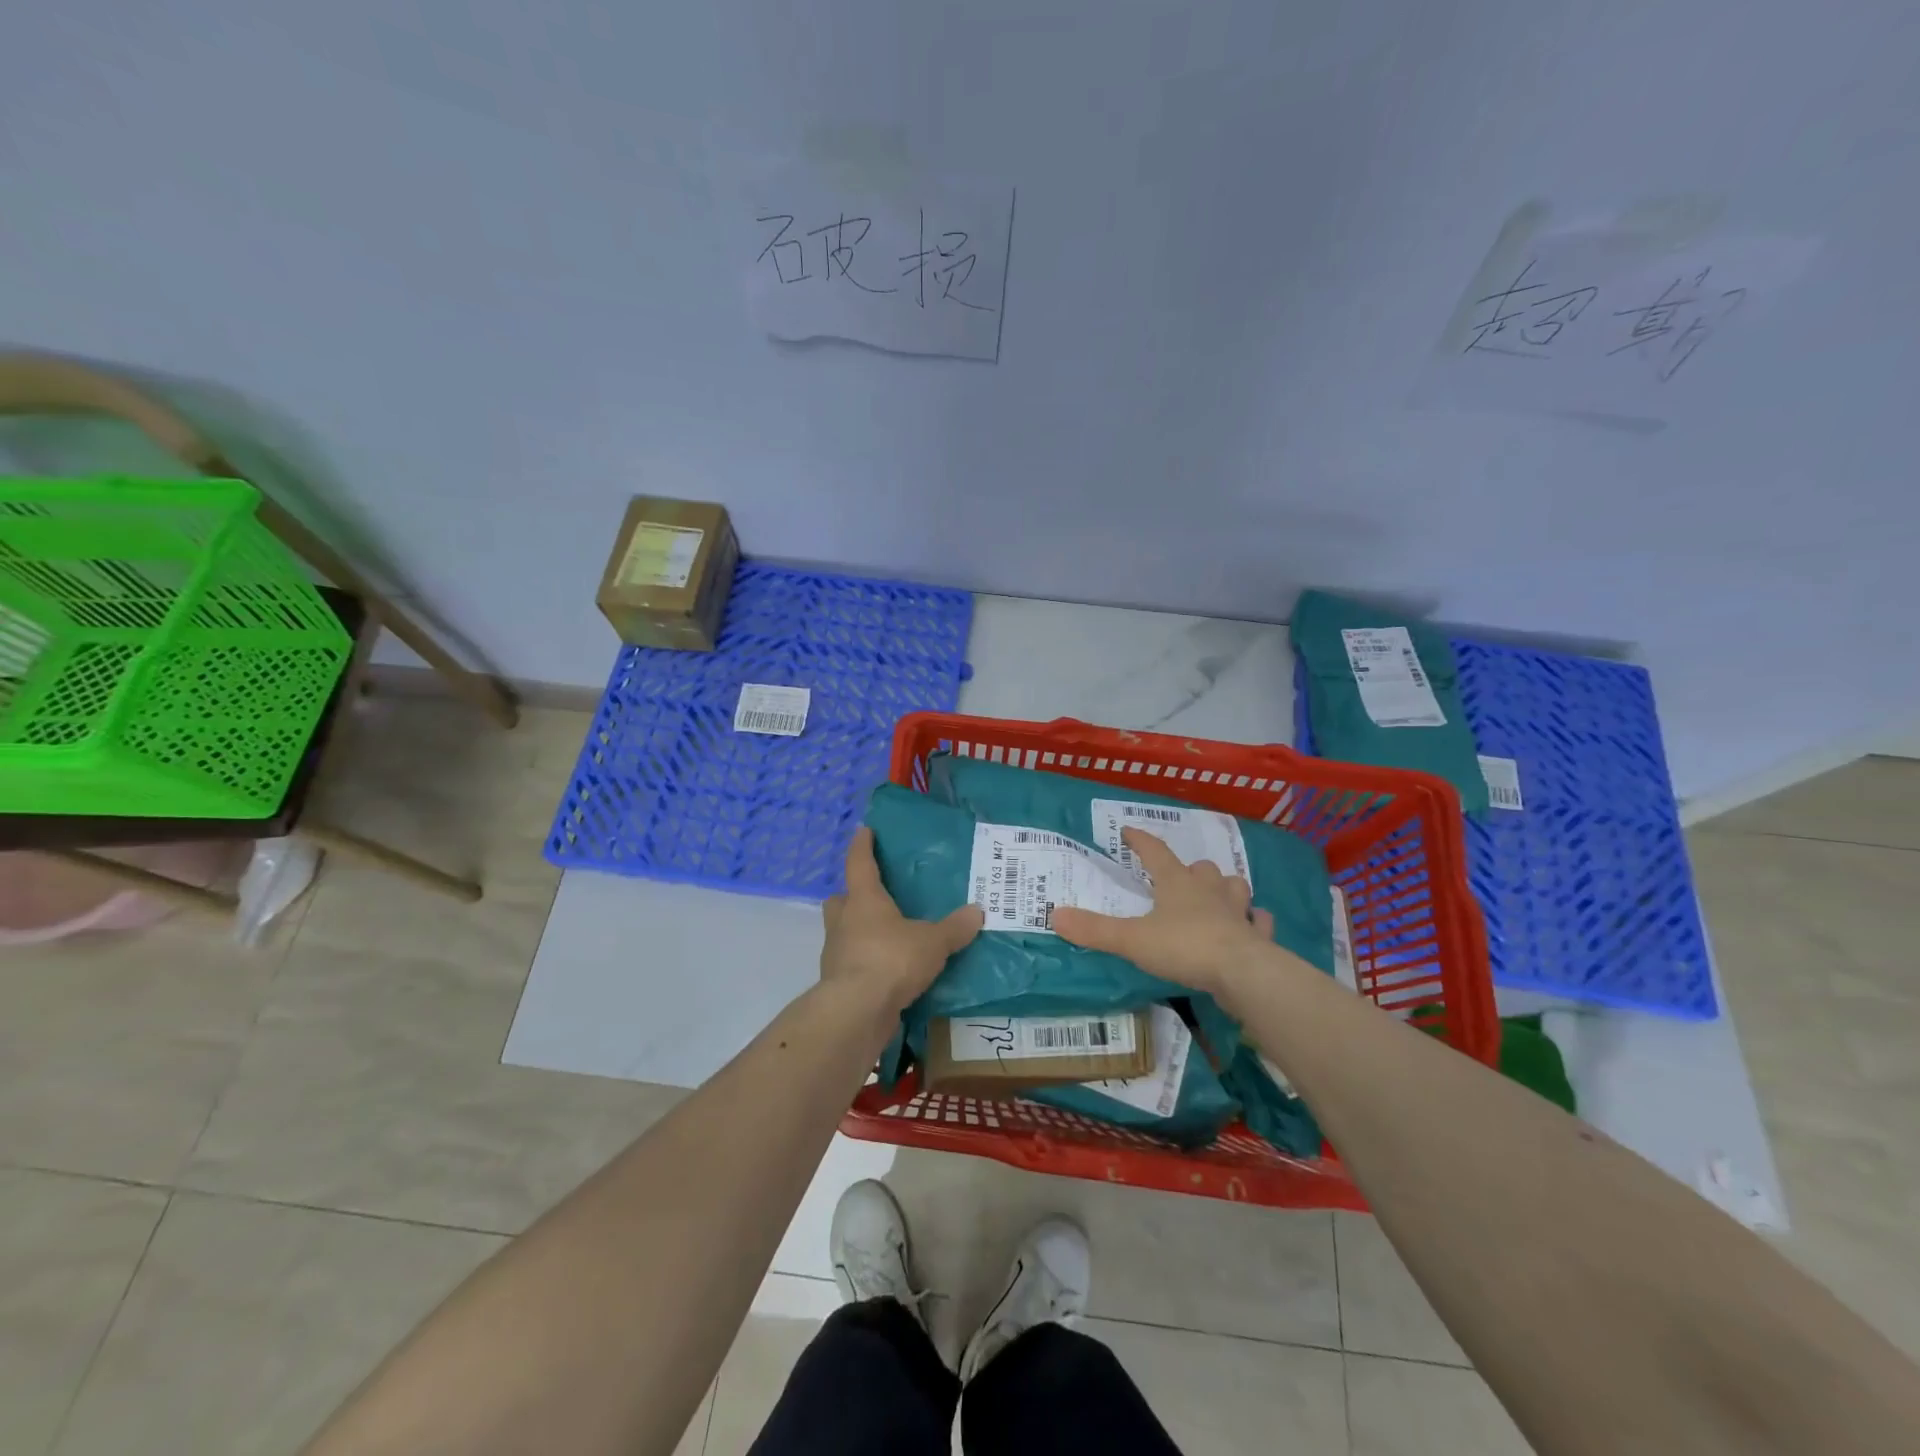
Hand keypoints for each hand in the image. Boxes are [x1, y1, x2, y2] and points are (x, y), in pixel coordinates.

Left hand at [820, 827, 983, 1014]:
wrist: (857, 1011)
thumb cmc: (892, 960)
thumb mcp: (932, 943)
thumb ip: (954, 928)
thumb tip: (977, 911)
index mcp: (864, 900)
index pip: (860, 864)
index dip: (862, 846)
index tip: (863, 831)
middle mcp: (844, 921)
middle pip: (840, 899)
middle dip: (852, 895)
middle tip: (872, 896)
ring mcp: (836, 953)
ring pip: (842, 931)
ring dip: (857, 930)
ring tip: (884, 936)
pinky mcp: (838, 982)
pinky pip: (850, 962)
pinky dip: (864, 962)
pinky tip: (885, 970)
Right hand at [1051, 827, 1278, 996]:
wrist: (1243, 972)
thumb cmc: (1184, 947)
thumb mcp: (1132, 939)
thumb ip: (1095, 929)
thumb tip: (1055, 915)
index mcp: (1177, 884)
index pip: (1155, 853)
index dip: (1141, 841)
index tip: (1128, 831)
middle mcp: (1209, 891)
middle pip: (1201, 868)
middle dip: (1190, 869)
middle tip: (1180, 876)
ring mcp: (1238, 912)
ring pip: (1234, 887)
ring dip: (1225, 888)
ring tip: (1218, 895)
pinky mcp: (1257, 937)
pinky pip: (1259, 922)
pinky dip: (1255, 921)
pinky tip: (1252, 925)